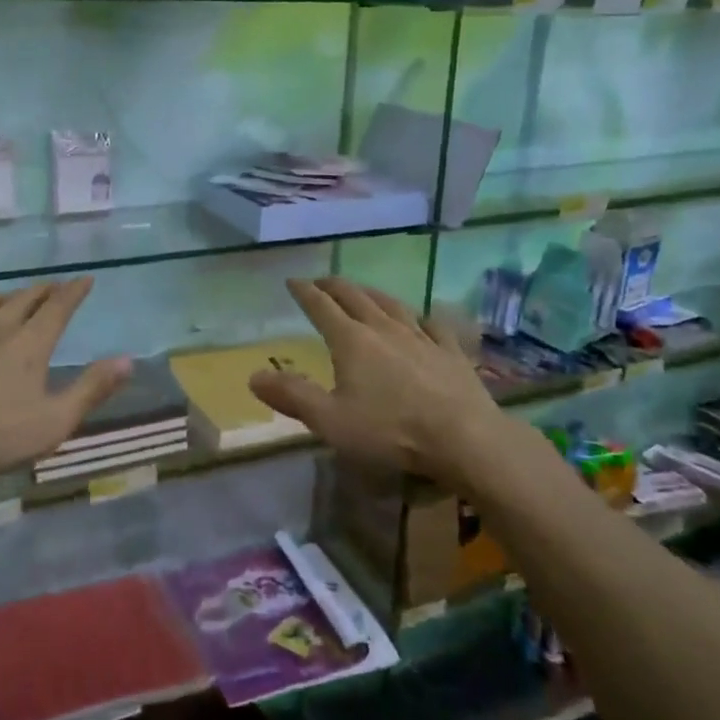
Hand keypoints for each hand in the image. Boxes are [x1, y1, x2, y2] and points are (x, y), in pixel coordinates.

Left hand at [0, 278, 130, 489]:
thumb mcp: (53, 422)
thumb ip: (91, 389)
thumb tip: (127, 360)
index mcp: (29, 343)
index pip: (58, 306)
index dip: (74, 291)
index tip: (86, 279)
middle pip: (23, 298)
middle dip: (43, 290)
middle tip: (54, 288)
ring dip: (5, 297)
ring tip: (12, 299)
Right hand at [248, 276, 516, 487]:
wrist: (465, 438)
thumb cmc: (390, 430)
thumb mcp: (330, 420)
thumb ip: (292, 396)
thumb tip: (254, 376)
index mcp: (351, 341)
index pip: (321, 307)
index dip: (304, 292)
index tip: (292, 281)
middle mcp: (383, 329)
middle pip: (355, 297)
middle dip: (334, 286)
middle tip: (321, 281)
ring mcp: (421, 338)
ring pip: (392, 305)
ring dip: (372, 294)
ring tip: (363, 290)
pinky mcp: (451, 353)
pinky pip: (434, 325)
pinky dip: (421, 316)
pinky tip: (423, 317)